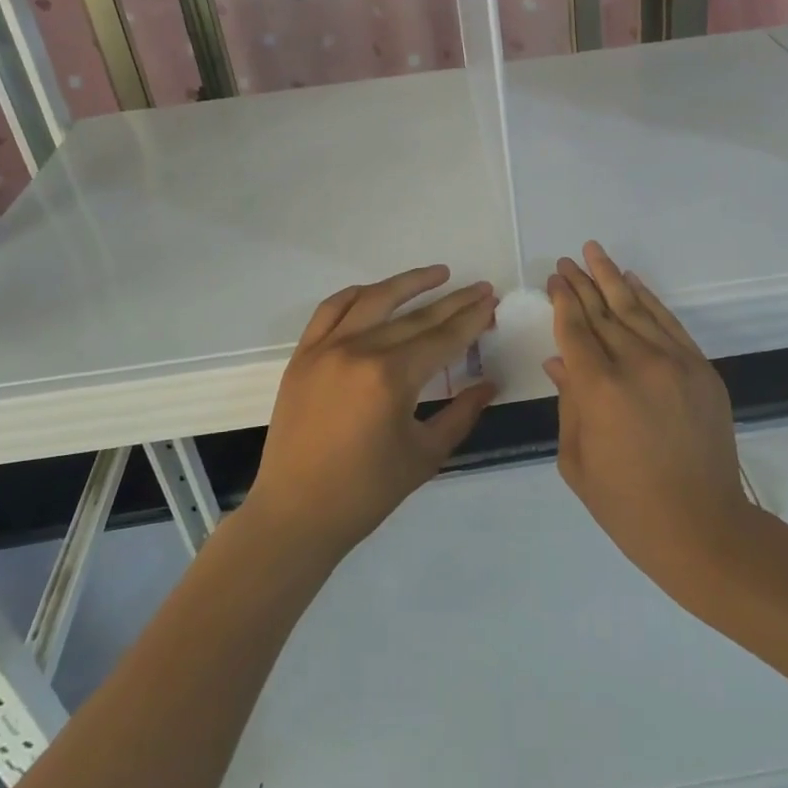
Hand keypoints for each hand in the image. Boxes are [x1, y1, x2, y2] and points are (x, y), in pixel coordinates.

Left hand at [245, 266, 497, 565]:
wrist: (296, 513)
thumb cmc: (366, 492)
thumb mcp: (425, 455)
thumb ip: (461, 413)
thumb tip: (489, 383)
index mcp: (391, 378)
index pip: (442, 338)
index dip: (471, 319)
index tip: (491, 301)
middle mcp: (359, 351)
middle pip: (416, 317)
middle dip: (453, 302)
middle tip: (480, 288)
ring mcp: (326, 348)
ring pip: (374, 300)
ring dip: (408, 283)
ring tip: (439, 274)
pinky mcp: (303, 355)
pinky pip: (331, 310)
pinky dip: (357, 295)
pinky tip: (377, 292)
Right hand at [546, 243, 757, 601]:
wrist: (703, 528)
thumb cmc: (627, 505)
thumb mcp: (577, 460)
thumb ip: (568, 402)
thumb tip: (560, 361)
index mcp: (598, 389)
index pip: (575, 329)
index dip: (562, 301)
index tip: (554, 279)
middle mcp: (636, 364)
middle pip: (603, 312)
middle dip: (582, 283)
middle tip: (566, 261)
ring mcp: (674, 363)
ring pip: (636, 309)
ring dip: (612, 279)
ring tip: (594, 253)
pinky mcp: (701, 370)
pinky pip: (670, 324)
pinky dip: (650, 300)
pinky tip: (632, 282)